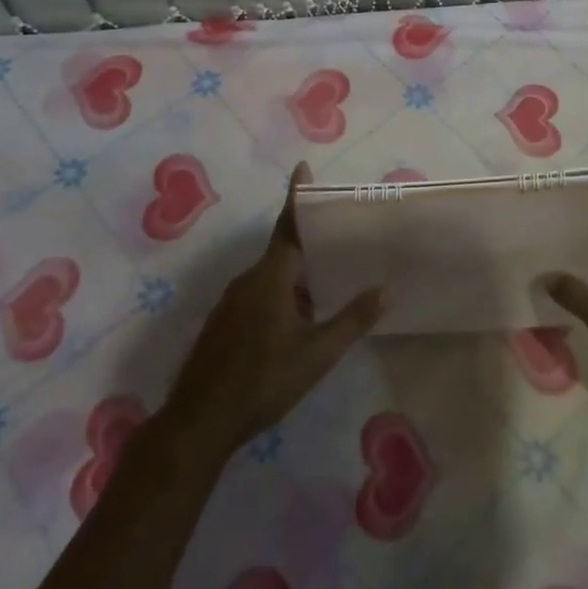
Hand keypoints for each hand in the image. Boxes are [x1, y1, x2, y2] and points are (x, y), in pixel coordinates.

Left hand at [160, 164, 382, 462]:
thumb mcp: (317, 353)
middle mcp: (249, 279)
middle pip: (283, 250)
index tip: (303, 166)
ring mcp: (231, 301)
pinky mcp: (223, 323)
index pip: (289, 225)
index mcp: (271, 275)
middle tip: (341, 240)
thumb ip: (353, 319)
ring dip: (296, 277)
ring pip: (271, 276)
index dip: (297, 195)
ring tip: (327, 283)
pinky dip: (280, 295)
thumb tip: (388, 288)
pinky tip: (297, 322)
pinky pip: (258, 294)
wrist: (199, 421)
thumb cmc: (263, 380)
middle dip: (309, 245)